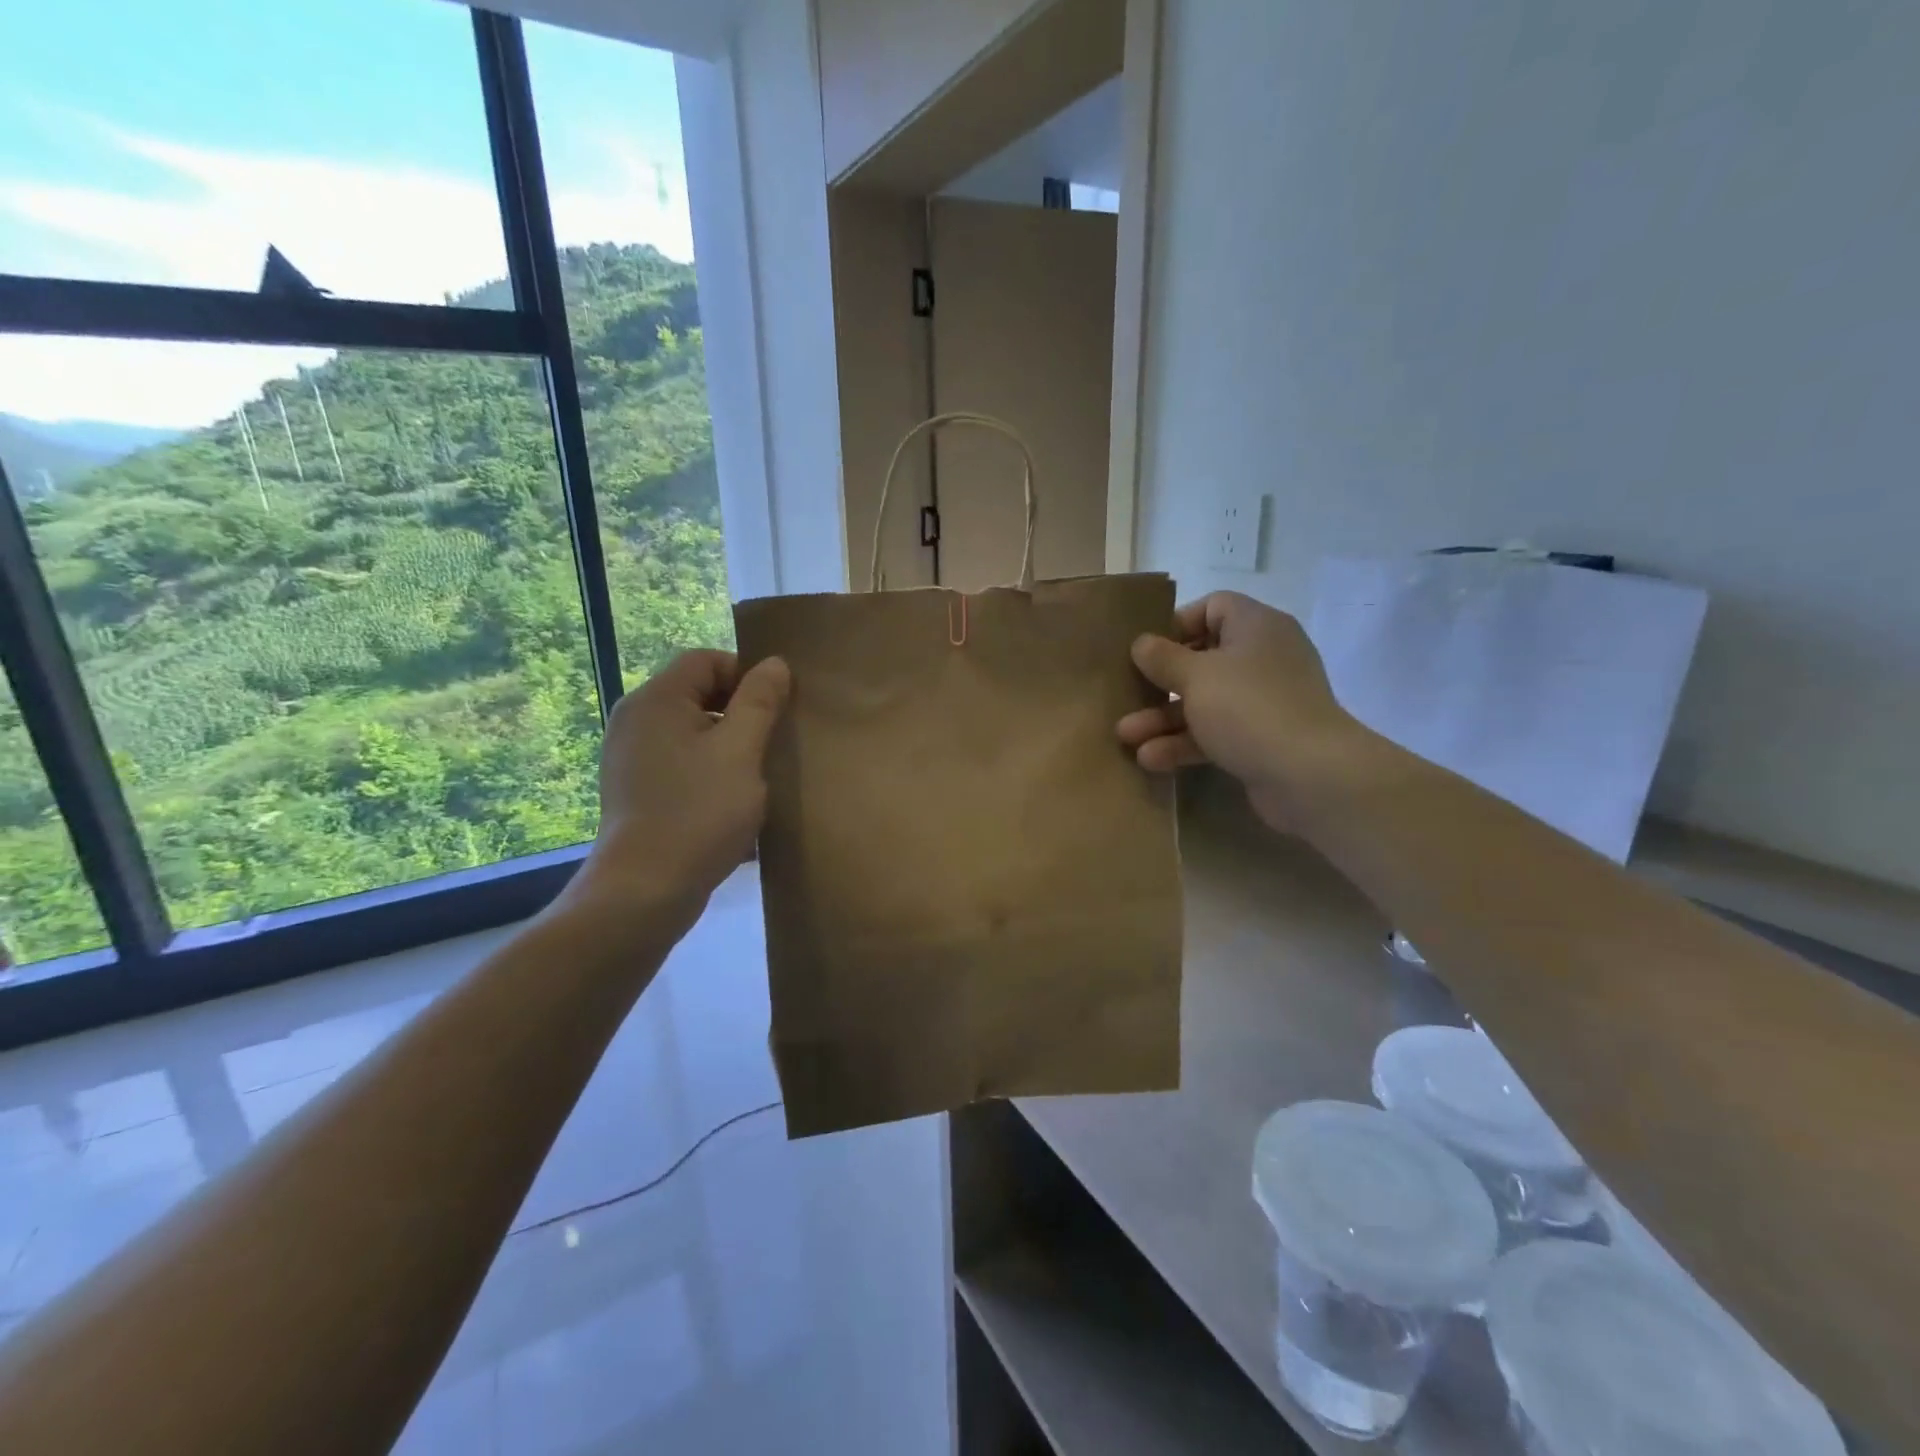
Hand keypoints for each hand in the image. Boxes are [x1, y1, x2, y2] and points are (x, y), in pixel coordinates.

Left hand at [559, 650, 790, 933]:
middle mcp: (635, 720)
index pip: (705, 659)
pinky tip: (731, 797)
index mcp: (656, 701)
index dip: (746, 674)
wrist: (645, 890)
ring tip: (757, 771)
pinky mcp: (635, 788)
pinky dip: (708, 767)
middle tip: (772, 740)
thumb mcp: (741, 752)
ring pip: (691, 729)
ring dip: (727, 742)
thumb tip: (775, 664)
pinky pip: (679, 760)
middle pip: (696, 692)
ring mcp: (631, 756)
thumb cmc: (699, 812)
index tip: (777, 708)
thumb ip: (760, 702)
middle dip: (740, 710)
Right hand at [1118, 592, 1353, 830]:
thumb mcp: (1196, 677)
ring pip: (1204, 701)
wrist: (1310, 775)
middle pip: (1202, 659)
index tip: (1148, 649)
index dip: (1178, 623)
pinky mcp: (1261, 739)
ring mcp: (1264, 702)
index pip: (1214, 607)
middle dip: (1159, 683)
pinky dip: (1185, 744)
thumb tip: (1142, 643)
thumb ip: (1163, 658)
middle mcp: (1263, 658)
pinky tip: (1152, 760)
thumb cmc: (1249, 708)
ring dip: (1163, 719)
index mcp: (1256, 627)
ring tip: (1126, 737)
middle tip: (1127, 695)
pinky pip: (1215, 733)